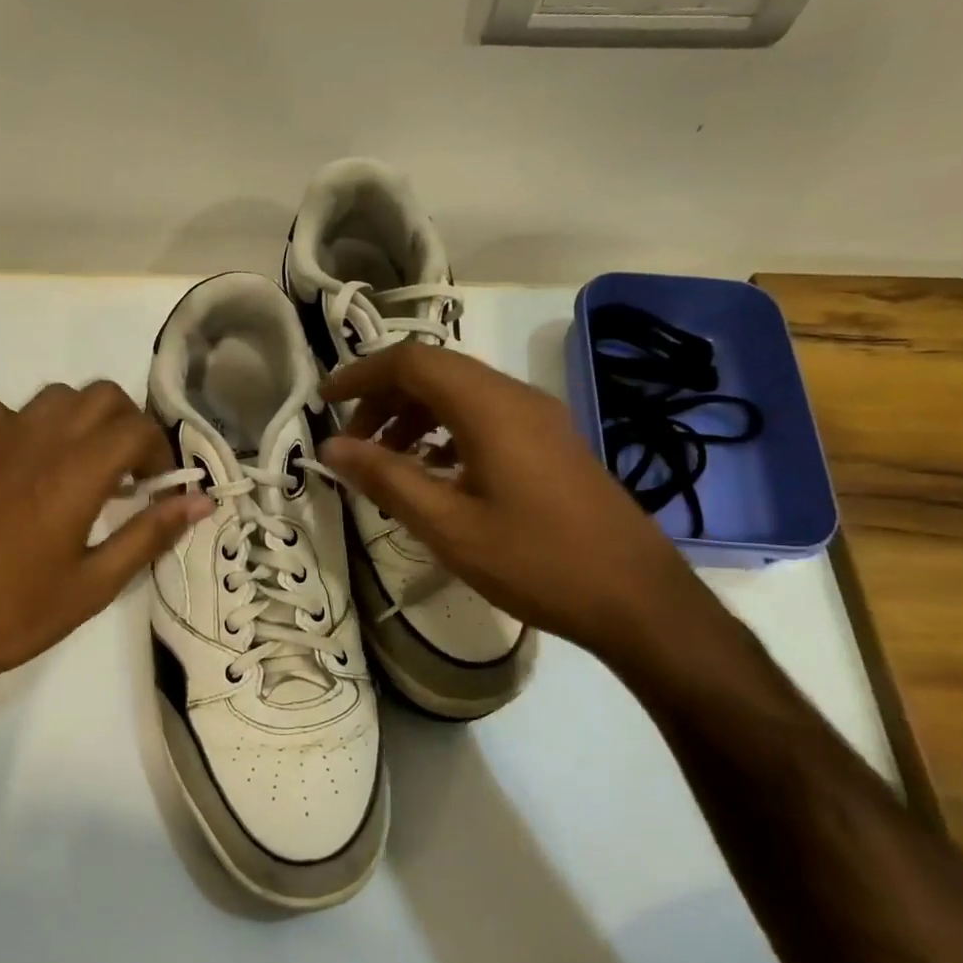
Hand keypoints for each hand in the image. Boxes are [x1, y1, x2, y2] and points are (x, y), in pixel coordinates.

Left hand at [0, 382, 210, 728]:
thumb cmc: (17, 615)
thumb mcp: (96, 584)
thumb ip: (151, 534)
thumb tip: (202, 500)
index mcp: (75, 475)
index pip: (136, 428)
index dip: (160, 452)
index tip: (160, 488)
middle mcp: (38, 442)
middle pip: (102, 396)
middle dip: (129, 425)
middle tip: (132, 474)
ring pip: (57, 396)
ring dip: (84, 419)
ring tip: (86, 466)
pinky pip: (3, 411)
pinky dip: (27, 423)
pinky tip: (28, 461)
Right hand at [318, 344, 710, 665]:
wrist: (638, 599)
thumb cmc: (537, 562)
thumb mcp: (448, 526)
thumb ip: (386, 479)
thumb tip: (330, 448)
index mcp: (489, 407)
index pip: (411, 362)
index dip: (361, 374)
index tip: (324, 401)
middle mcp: (515, 397)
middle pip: (435, 372)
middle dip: (384, 398)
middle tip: (352, 443)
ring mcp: (539, 418)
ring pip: (460, 393)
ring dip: (414, 414)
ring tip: (386, 461)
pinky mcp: (550, 442)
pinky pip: (485, 416)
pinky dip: (446, 431)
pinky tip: (434, 473)